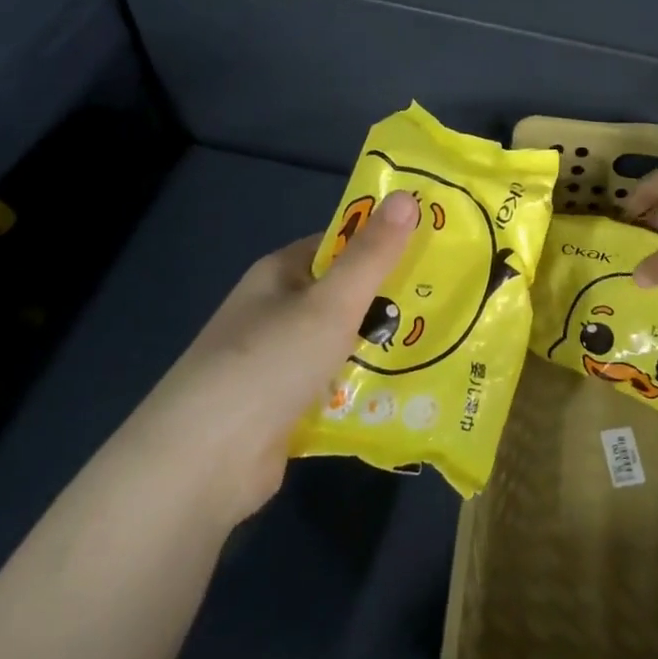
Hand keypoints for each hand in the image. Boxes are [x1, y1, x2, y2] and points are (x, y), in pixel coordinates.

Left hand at [141, 190, 416, 523]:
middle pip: (346, 296)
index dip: (385, 242)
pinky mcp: (287, 407)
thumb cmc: (270, 363)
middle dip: (393, 299)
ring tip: (445, 343)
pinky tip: (410, 391)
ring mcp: (281, 362)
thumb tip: (409, 196)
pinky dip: (366, 387)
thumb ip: (373, 255)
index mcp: (281, 274)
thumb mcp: (330, 303)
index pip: (341, 244)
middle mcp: (278, 312)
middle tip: (453, 300)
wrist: (204, 462)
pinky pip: (338, 386)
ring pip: (345, 343)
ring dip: (384, 347)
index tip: (436, 247)